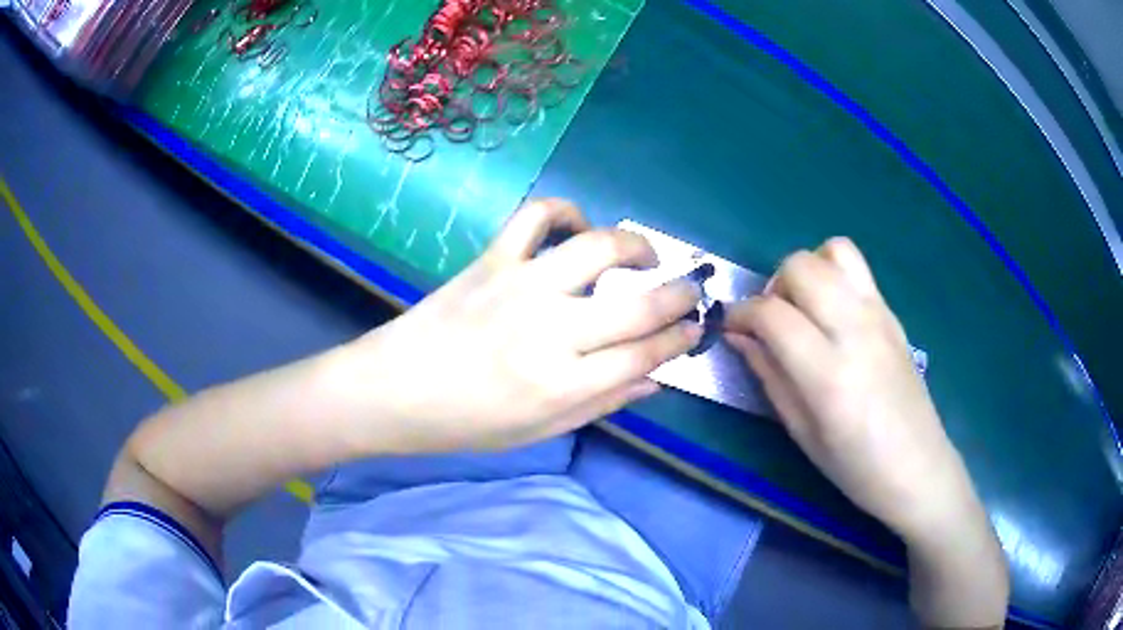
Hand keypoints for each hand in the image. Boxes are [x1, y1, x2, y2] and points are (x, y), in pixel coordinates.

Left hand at [338, 199, 701, 453]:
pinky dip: (564, 211)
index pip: (645, 354)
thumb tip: (654, 380)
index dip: (679, 340)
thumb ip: (601, 404)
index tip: (695, 329)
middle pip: (638, 304)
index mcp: (563, 384)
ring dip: (635, 245)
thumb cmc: (465, 423)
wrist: (393, 390)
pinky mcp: (492, 260)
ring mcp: (521, 286)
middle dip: (679, 295)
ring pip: (597, 248)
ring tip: (645, 255)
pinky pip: (535, 217)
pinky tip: (577, 227)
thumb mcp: (539, 430)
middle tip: (691, 291)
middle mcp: (551, 330)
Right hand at [725, 239, 1007, 627]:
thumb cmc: (855, 466)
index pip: (772, 314)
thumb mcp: (802, 432)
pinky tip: (831, 313)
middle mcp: (855, 330)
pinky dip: (833, 273)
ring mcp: (879, 315)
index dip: (741, 314)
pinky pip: (857, 267)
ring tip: (803, 308)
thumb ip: (769, 375)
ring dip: (806, 271)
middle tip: (771, 322)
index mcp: (828, 374)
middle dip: (773, 286)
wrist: (918, 466)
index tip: (731, 328)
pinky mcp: (892, 313)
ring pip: (831, 251)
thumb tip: (738, 337)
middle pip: (800, 267)